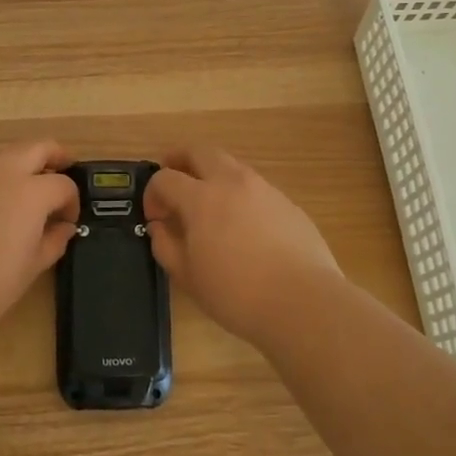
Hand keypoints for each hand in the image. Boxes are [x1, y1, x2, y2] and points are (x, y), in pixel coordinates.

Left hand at [0, 141, 80, 342]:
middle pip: (37, 147)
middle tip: (60, 174)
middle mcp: (1, 172)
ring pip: (2, 158)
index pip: (63, 184)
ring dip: (18, 170)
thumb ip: (54, 240)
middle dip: (54, 157)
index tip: (67, 220)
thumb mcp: (32, 266)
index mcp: (30, 191)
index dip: (71, 201)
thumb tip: (64, 227)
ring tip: (17, 200)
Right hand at [145, 148, 343, 343]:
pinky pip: (255, 188)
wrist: (303, 303)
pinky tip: (243, 227)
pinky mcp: (288, 203)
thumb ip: (165, 245)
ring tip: (209, 206)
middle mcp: (232, 182)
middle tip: (172, 178)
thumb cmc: (236, 294)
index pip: (165, 178)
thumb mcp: (188, 277)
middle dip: (180, 159)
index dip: (152, 194)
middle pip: (200, 151)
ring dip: (212, 175)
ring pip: (231, 166)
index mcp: (201, 198)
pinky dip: (240, 195)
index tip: (155, 217)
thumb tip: (159, 227)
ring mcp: (264, 189)